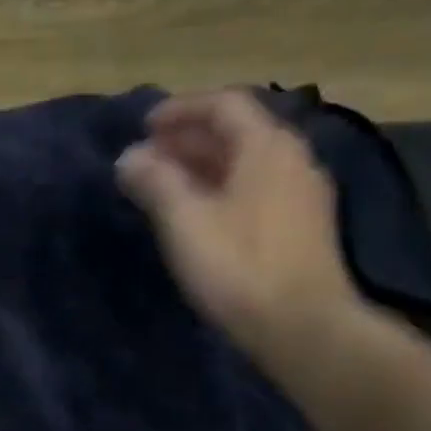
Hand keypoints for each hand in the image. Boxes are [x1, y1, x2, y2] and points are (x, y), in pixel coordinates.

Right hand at [116, 89, 363, 372]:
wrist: (300, 325)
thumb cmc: (238, 266)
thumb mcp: (184, 220)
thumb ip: (155, 181)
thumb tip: (130, 157)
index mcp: (267, 147)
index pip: (224, 105)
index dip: (181, 109)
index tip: (143, 127)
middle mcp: (291, 159)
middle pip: (237, 132)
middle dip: (187, 139)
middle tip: (146, 158)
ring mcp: (300, 194)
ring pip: (245, 163)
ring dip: (202, 166)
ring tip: (163, 186)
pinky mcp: (299, 226)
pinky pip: (253, 189)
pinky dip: (219, 188)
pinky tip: (196, 214)